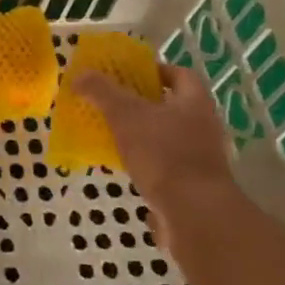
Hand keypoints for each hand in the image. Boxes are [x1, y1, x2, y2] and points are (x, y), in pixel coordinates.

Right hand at [73, 62, 233, 208]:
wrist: (195, 214)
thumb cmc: (163, 153)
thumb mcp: (125, 115)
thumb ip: (102, 92)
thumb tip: (80, 75)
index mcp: (195, 102)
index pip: (180, 74)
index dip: (156, 70)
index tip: (131, 74)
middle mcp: (204, 126)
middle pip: (173, 106)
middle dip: (144, 103)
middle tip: (114, 102)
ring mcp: (202, 157)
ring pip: (169, 135)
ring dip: (144, 133)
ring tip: (114, 133)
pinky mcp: (194, 184)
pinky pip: (167, 163)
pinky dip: (147, 161)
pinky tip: (125, 165)